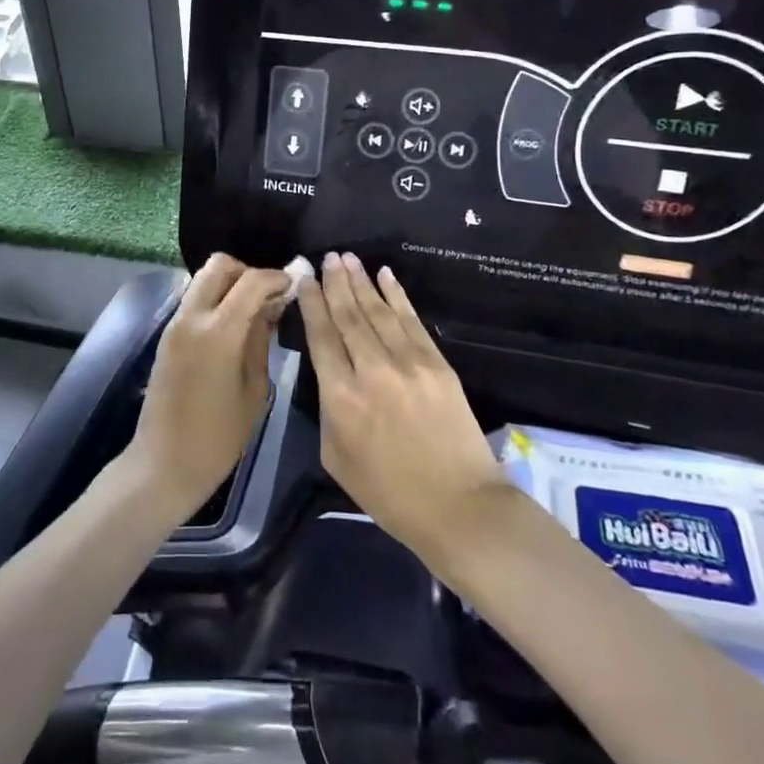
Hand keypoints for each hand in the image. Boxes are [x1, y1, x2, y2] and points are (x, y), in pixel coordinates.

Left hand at [126, 255, 289, 521]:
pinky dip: (216, 298)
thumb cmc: (218, 438)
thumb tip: (270, 308)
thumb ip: (260, 341)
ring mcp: (175, 324)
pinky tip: (234, 324)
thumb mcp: (254, 391)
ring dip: (230, 284)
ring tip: (254, 311)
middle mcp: (192, 317)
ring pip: (203, 279)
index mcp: (217, 332)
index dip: (276, 277)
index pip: (251, 281)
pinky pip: (194, 299)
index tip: (295, 284)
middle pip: (219, 265)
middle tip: (269, 296)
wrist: (163, 463)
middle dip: (248, 271)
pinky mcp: (167, 334)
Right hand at [299, 253, 509, 566]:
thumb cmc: (388, 492)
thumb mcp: (335, 456)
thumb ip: (328, 408)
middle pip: (348, 316)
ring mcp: (408, 363)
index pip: (321, 336)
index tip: (304, 279)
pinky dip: (397, 295)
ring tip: (348, 258)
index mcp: (340, 396)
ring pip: (378, 311)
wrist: (459, 506)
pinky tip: (385, 275)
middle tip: (327, 257)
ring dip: (361, 282)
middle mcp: (371, 370)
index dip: (311, 303)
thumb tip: (331, 373)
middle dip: (335, 283)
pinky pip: (411, 320)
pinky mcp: (437, 364)